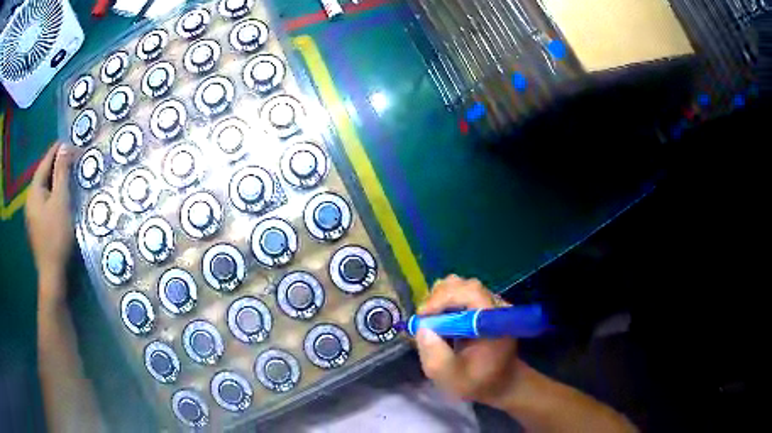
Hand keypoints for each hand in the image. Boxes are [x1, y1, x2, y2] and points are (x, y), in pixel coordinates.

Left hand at [25, 143, 76, 298]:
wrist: (52, 275)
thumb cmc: (56, 236)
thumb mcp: (61, 201)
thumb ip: (61, 173)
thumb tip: (65, 147)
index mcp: (34, 191)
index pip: (45, 162)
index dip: (57, 150)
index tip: (69, 142)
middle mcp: (30, 200)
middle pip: (43, 175)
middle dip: (56, 165)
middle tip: (71, 159)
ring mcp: (32, 215)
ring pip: (43, 190)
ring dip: (54, 180)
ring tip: (67, 176)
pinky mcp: (36, 227)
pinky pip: (44, 202)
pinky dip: (52, 195)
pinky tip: (59, 199)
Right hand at [415, 275, 520, 408]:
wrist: (502, 382)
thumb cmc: (479, 383)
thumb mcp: (452, 379)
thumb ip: (436, 357)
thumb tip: (422, 329)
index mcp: (495, 322)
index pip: (472, 293)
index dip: (444, 298)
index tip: (423, 317)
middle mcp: (496, 307)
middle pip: (464, 285)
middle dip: (438, 298)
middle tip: (424, 320)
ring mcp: (491, 304)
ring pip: (461, 286)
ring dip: (440, 300)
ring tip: (430, 321)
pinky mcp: (484, 306)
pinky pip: (461, 293)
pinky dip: (444, 302)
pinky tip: (439, 321)